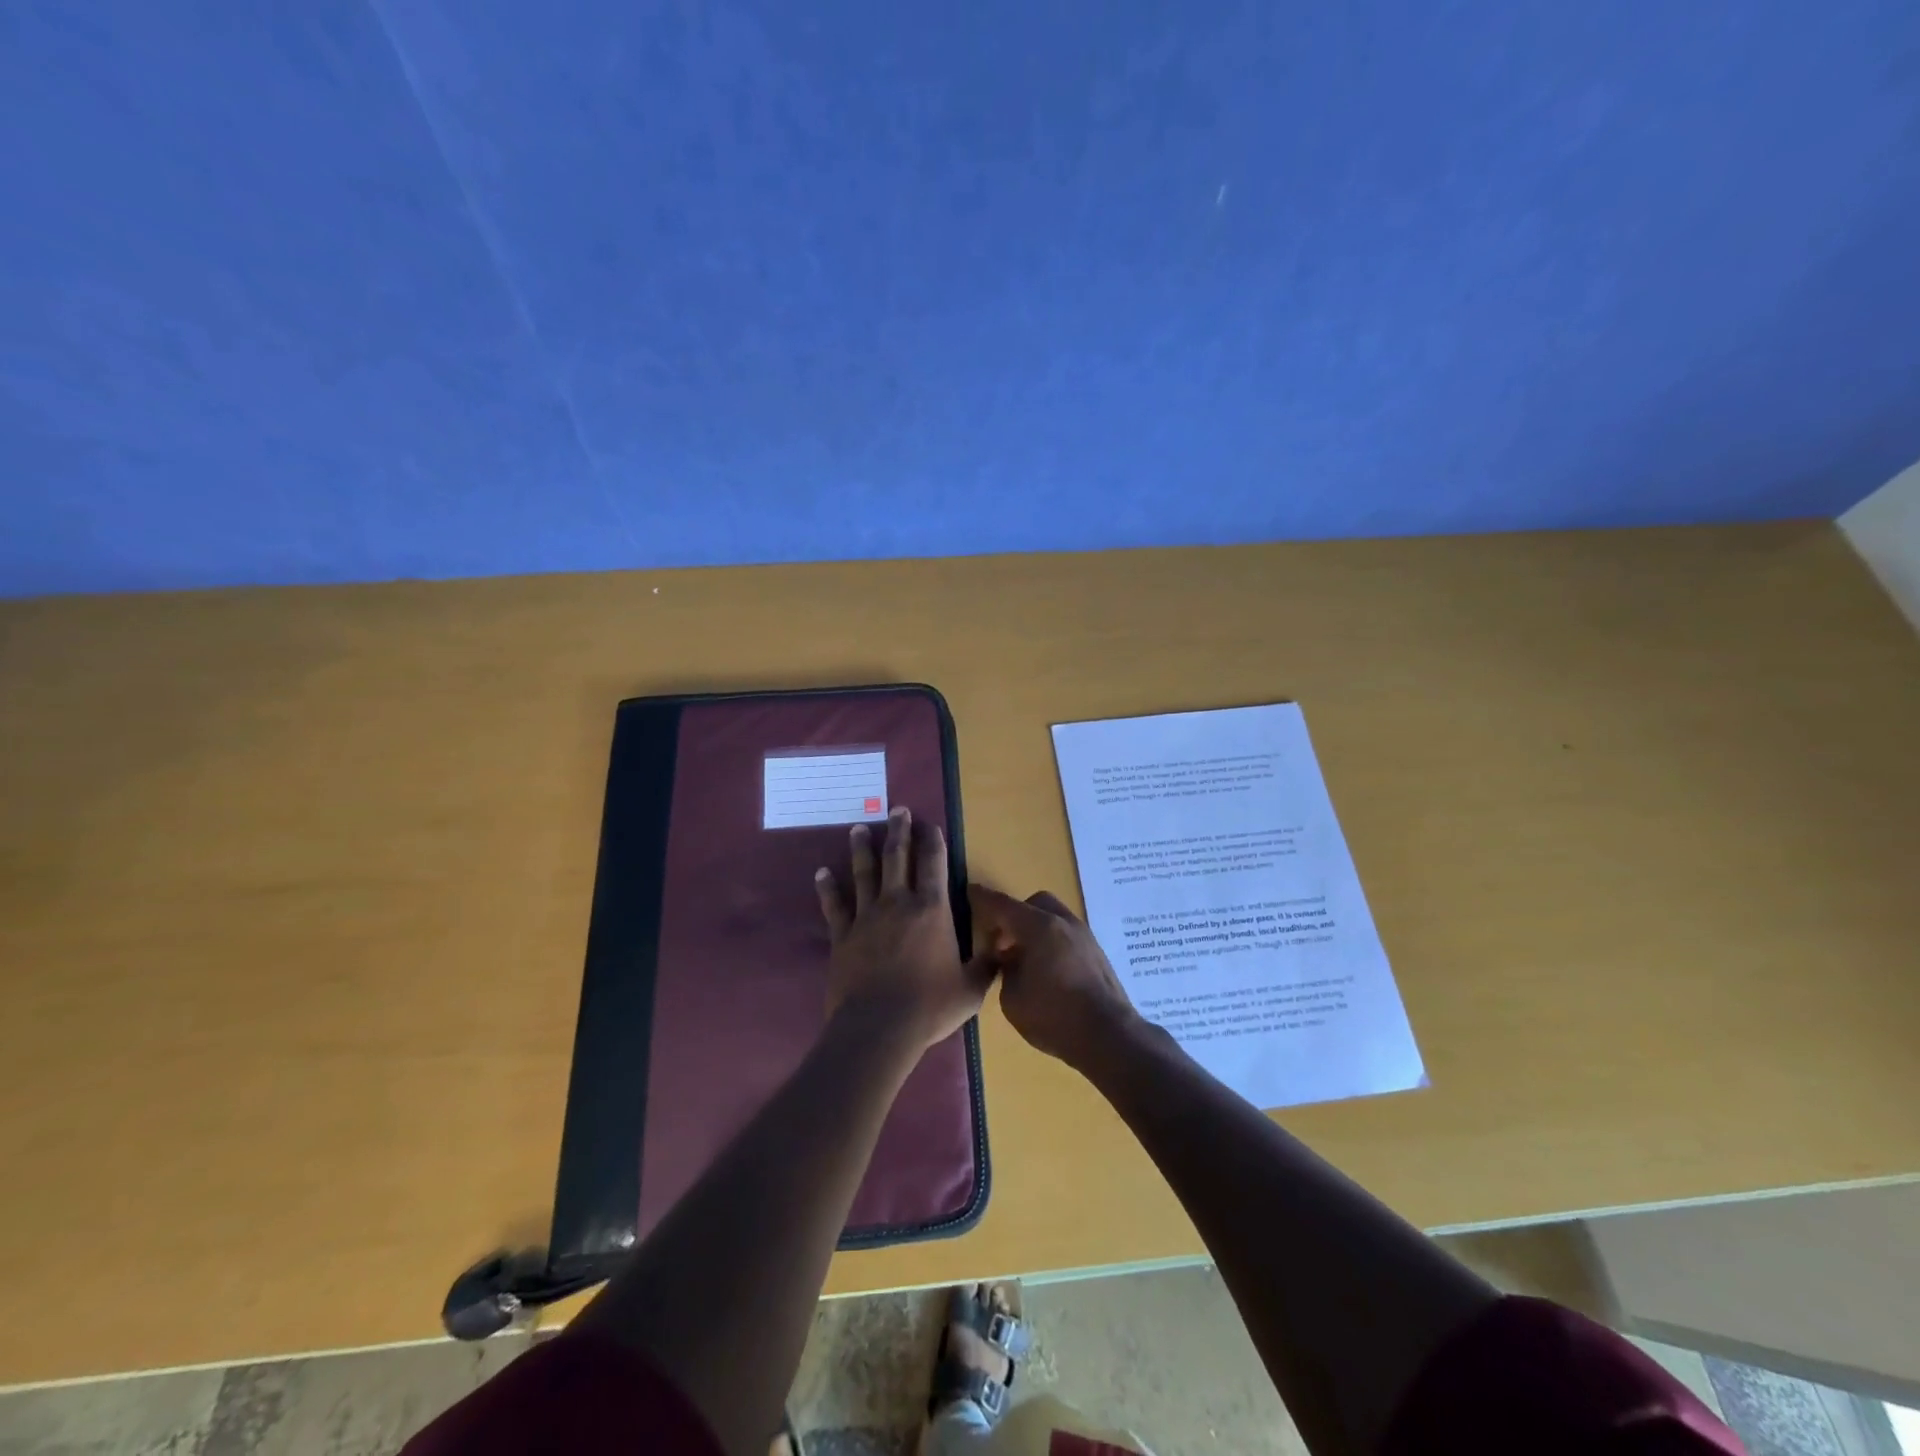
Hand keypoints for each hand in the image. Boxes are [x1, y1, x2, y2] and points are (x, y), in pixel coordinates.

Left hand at [814, 808, 993, 1053]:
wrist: (878, 1028)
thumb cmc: (929, 1006)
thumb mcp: (971, 989)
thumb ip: (987, 964)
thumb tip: (1003, 947)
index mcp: (932, 910)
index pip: (934, 864)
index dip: (933, 841)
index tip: (930, 824)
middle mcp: (899, 903)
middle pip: (898, 857)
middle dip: (899, 830)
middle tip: (897, 810)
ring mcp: (867, 916)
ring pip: (864, 873)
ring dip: (862, 848)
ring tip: (859, 828)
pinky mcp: (842, 935)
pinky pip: (834, 905)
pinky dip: (828, 887)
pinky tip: (822, 872)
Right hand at [968, 885, 1139, 1069]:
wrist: (1110, 1036)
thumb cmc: (1055, 1017)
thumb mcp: (1013, 999)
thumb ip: (1006, 971)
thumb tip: (1011, 960)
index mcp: (1040, 927)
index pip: (1003, 905)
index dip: (983, 898)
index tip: (968, 891)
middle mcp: (1064, 923)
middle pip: (1034, 904)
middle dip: (1014, 917)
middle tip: (1002, 944)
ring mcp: (1084, 936)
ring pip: (1053, 918)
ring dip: (1034, 930)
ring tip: (1025, 961)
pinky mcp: (1096, 953)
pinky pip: (1066, 935)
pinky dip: (1051, 942)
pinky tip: (1046, 971)